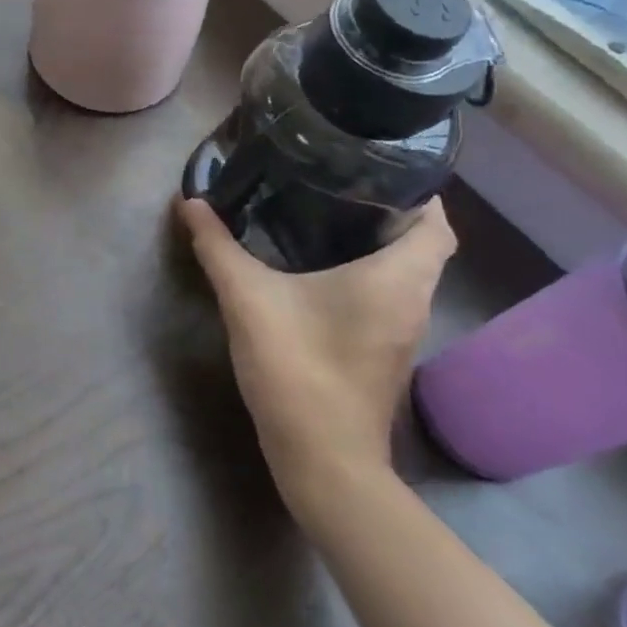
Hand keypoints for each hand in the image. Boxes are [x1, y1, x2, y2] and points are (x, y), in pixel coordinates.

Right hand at [174, 196, 455, 511]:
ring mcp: (402, 329)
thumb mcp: (247, 298)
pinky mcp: (385, 350)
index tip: (372, 166)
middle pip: (422, 242)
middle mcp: (412, 299)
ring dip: (378, 241)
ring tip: (324, 211)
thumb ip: (217, 247)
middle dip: (387, 209)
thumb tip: (190, 202)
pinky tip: (319, 265)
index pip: (436, 222)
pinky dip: (367, 271)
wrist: (323, 461)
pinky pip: (389, 293)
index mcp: (397, 278)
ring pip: (405, 270)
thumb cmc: (298, 368)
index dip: (416, 189)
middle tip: (336, 180)